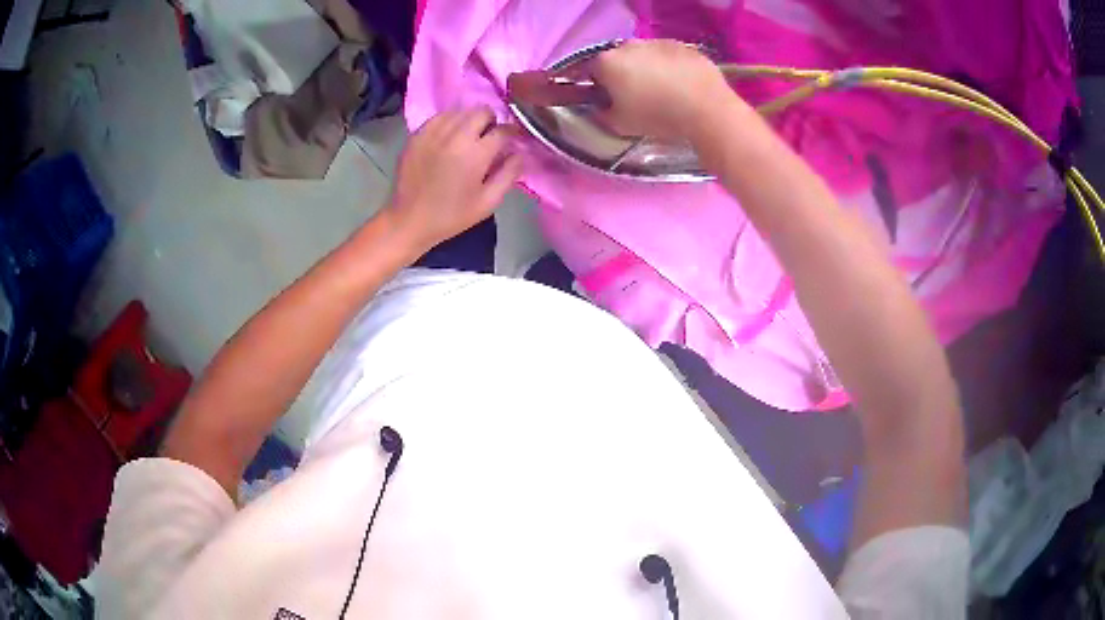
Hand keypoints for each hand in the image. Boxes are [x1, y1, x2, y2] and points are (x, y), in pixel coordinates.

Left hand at [385, 107, 521, 256]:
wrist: (410, 220)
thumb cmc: (452, 216)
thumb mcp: (488, 202)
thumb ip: (509, 174)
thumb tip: (520, 153)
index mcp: (475, 154)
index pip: (503, 130)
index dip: (512, 133)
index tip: (513, 140)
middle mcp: (455, 136)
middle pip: (482, 111)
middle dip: (491, 122)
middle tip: (489, 138)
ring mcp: (433, 133)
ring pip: (460, 111)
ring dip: (470, 120)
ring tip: (468, 136)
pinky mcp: (417, 135)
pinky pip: (440, 117)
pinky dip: (449, 122)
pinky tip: (449, 137)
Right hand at [592, 40, 737, 140]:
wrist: (706, 108)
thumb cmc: (656, 115)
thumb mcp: (619, 125)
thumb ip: (602, 114)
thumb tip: (601, 108)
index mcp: (607, 62)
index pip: (590, 71)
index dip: (597, 86)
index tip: (607, 100)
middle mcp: (628, 45)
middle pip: (618, 59)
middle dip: (622, 74)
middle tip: (635, 96)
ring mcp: (657, 42)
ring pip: (644, 55)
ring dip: (647, 69)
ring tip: (661, 91)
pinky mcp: (683, 46)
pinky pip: (669, 56)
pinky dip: (670, 67)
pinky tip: (681, 86)